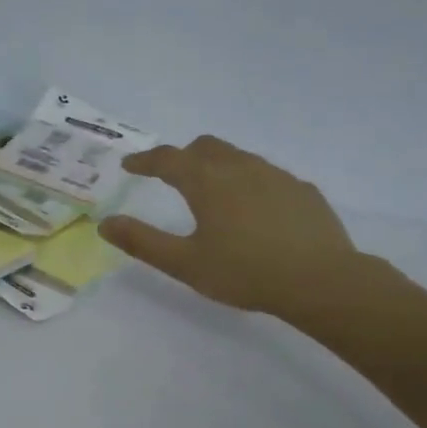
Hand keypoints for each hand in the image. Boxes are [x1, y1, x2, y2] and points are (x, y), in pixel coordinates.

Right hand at [98, 136, 368, 319]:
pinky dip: (249, 183)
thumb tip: (105, 224)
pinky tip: (254, 211)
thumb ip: (143, 242)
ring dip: (217, 166)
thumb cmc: (245, 273)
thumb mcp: (185, 264)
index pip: (167, 159)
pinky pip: (267, 175)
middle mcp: (240, 168)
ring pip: (238, 157)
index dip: (145, 160)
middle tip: (170, 177)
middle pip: (205, 147)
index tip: (130, 165)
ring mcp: (276, 175)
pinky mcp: (302, 190)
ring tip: (212, 194)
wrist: (321, 280)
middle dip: (182, 156)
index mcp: (207, 182)